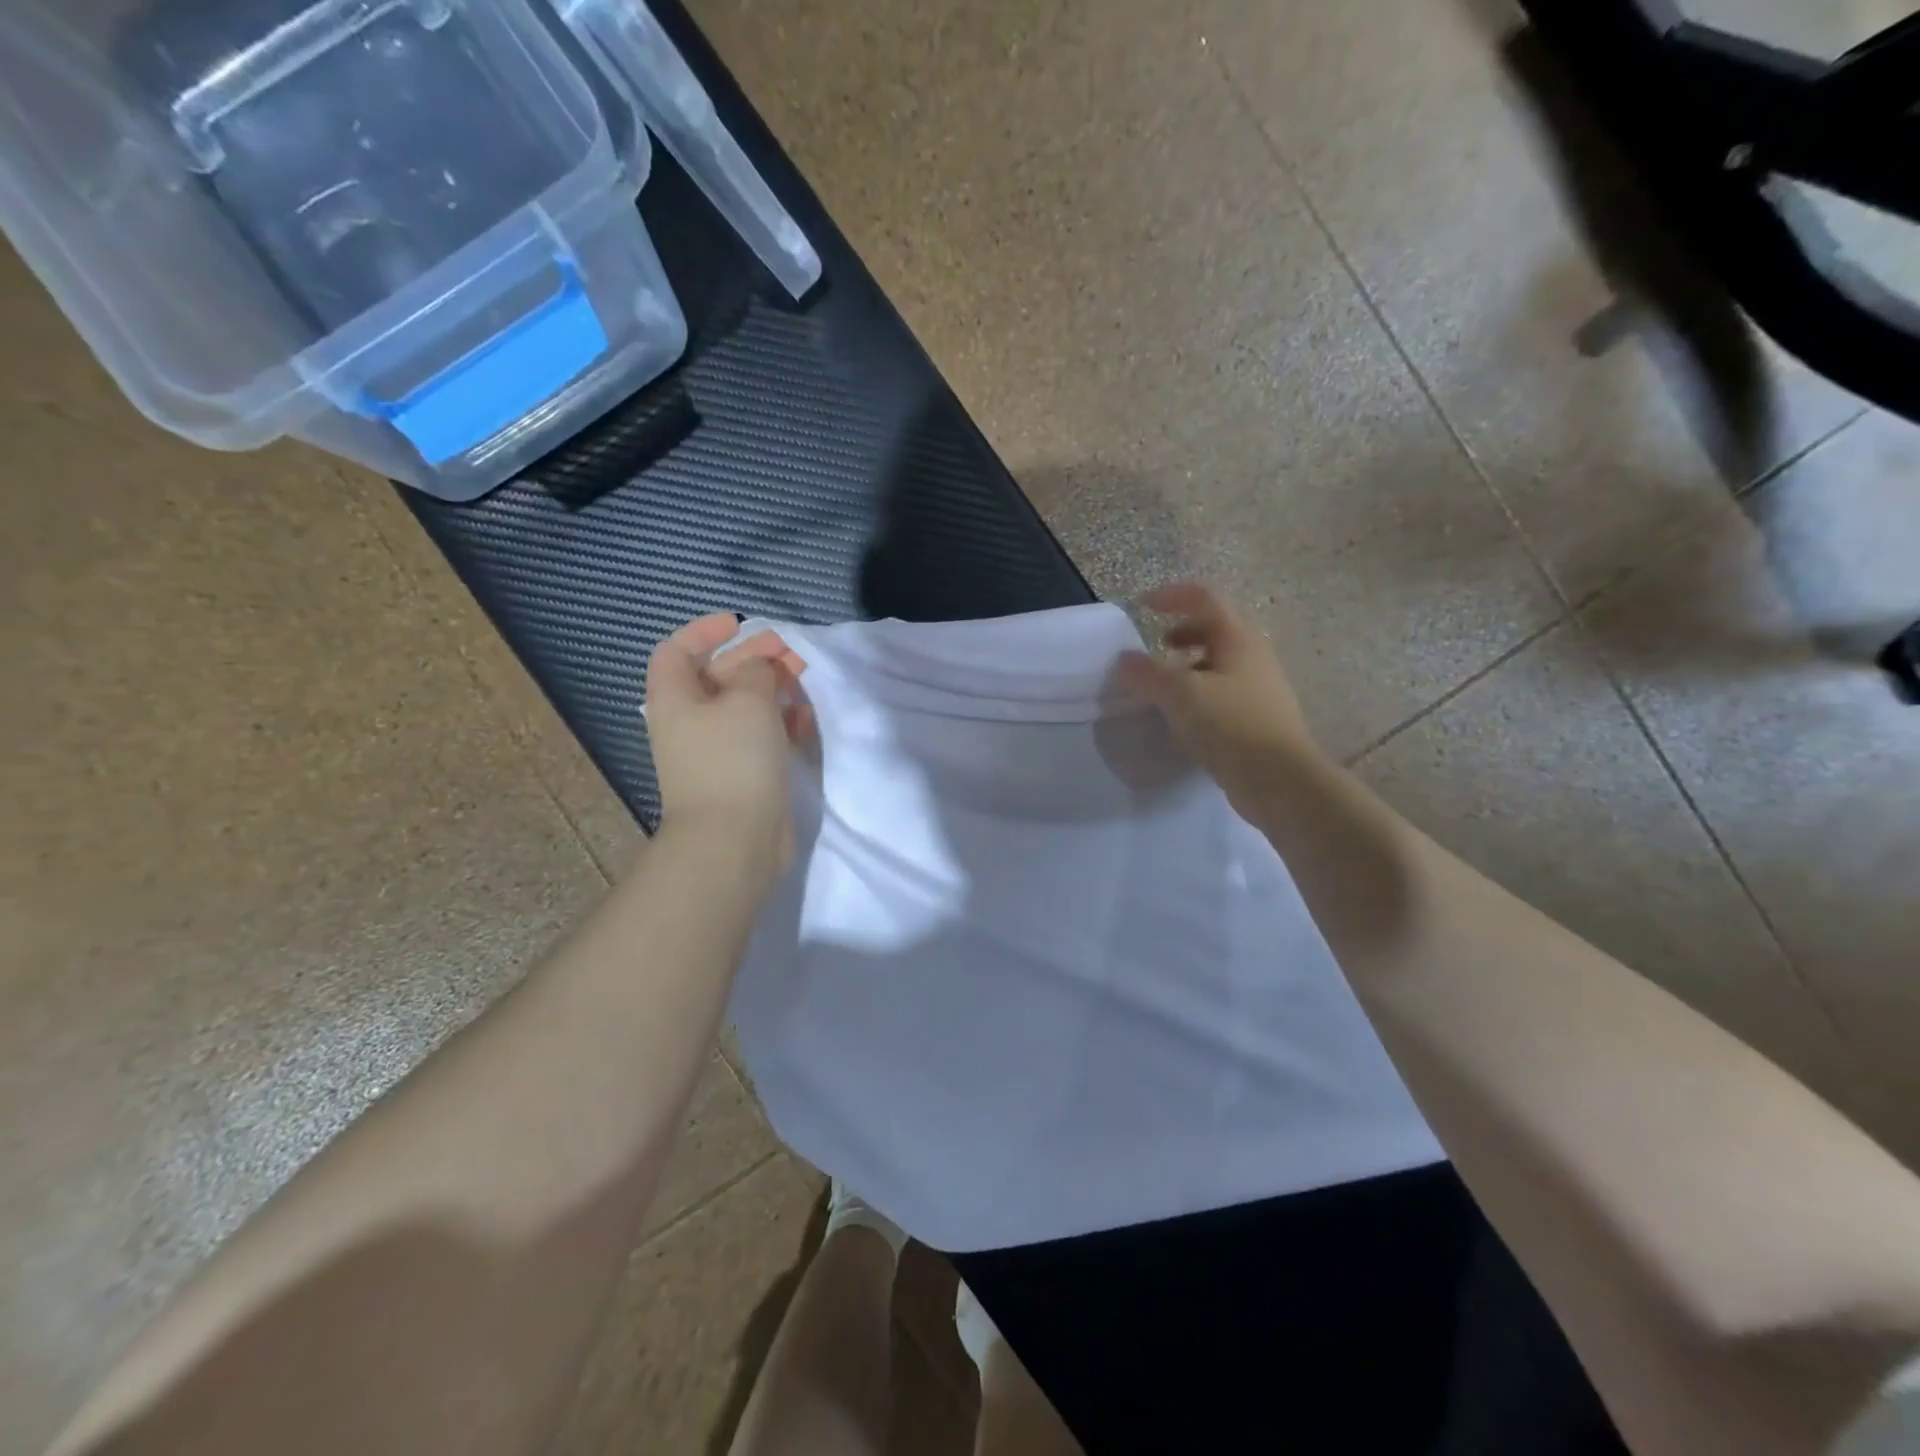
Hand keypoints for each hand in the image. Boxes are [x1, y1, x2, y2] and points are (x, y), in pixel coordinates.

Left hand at [646, 614, 810, 872]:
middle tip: (791, 651)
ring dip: (772, 690)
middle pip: (717, 677)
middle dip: (753, 658)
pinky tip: (804, 719)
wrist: (734, 840)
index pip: (676, 651)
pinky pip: (759, 738)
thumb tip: (761, 668)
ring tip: (803, 679)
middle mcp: (690, 723)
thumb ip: (757, 671)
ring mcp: (716, 753)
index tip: (740, 624)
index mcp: (675, 699)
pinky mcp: (742, 777)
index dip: (704, 631)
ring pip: (743, 708)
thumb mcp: (748, 700)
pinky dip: (779, 724)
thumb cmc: (733, 759)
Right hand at [1117, 584, 1321, 823]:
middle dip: (1183, 631)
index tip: (1141, 607)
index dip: (1171, 596)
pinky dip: (1200, 691)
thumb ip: (1147, 673)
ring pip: (1221, 661)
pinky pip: (1224, 690)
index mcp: (1238, 638)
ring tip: (1165, 685)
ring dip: (1190, 663)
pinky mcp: (1259, 716)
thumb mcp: (1180, 695)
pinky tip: (1184, 716)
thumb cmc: (1230, 725)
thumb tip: (1123, 660)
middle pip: (1216, 627)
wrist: (1279, 780)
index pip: (1204, 598)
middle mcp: (1254, 655)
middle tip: (1158, 646)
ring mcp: (1260, 687)